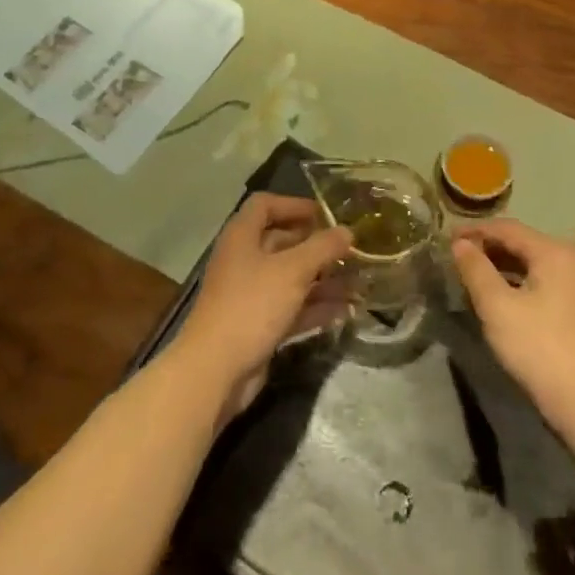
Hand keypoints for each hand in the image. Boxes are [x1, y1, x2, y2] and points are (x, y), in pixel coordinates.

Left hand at [174, 194, 352, 422]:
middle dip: (317, 247)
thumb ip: (322, 248)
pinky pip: (292, 308)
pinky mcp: (259, 325)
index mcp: (242, 237)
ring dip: (323, 280)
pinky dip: (315, 307)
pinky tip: (345, 311)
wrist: (216, 370)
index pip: (265, 205)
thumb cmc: (252, 305)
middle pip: (282, 242)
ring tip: (358, 283)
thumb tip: (347, 231)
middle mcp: (244, 260)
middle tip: (350, 251)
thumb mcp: (292, 270)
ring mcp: (250, 295)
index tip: (325, 215)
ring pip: (291, 278)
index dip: (294, 205)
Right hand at [452, 219, 574, 445]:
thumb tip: (460, 244)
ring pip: (532, 266)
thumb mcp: (498, 308)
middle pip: (522, 244)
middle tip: (455, 258)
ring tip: (471, 277)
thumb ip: (476, 271)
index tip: (446, 238)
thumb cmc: (541, 349)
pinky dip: (517, 285)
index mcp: (553, 253)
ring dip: (501, 268)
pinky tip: (500, 300)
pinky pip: (542, 285)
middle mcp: (570, 262)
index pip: (507, 228)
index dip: (474, 230)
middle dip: (487, 248)